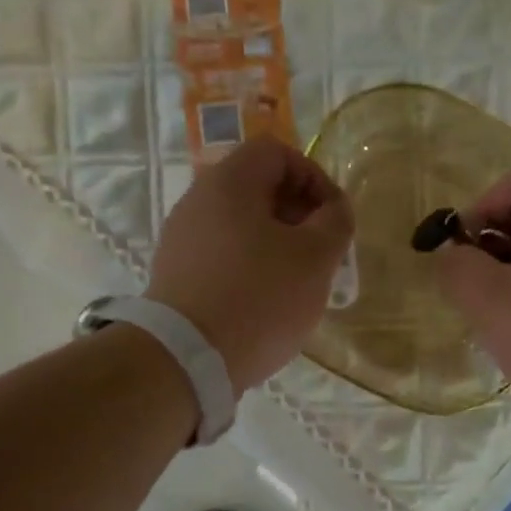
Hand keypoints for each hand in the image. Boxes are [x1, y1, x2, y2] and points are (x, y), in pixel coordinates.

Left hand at [145, 138, 353, 393]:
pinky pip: (222, 258)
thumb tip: (334, 210)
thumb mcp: (315, 258)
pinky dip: (250, 269)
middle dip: (298, 215)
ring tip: (297, 283)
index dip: (315, 177)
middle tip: (321, 252)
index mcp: (230, 182)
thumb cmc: (259, 298)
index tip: (334, 218)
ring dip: (276, 246)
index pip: (277, 153)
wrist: (187, 358)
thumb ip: (335, 222)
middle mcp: (198, 201)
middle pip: (256, 189)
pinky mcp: (175, 277)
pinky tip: (265, 305)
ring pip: (240, 227)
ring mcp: (181, 240)